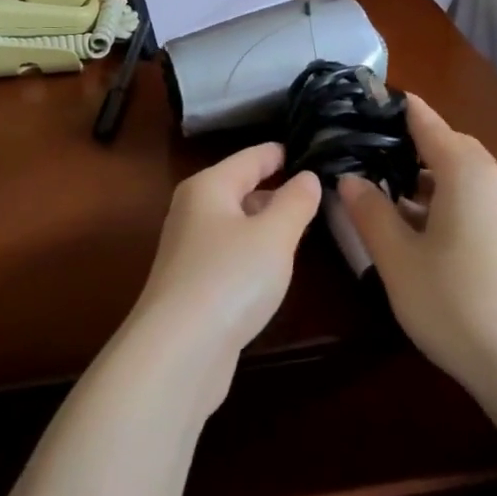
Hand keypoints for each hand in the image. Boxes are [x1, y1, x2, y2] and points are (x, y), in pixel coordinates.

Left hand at [129, 143, 320, 383]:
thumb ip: (295, 202)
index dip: (279, 152)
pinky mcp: (195, 284)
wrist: (179, 350)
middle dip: (275, 187)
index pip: (250, 157)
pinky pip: (232, 252)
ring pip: (236, 222)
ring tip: (304, 221)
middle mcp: (193, 211)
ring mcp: (190, 250)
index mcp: (208, 187)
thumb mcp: (274, 235)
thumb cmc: (230, 278)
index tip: (309, 145)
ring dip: (266, 221)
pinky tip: (275, 263)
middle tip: (317, 186)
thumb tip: (307, 177)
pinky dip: (255, 250)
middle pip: (239, 188)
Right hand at [337, 97, 496, 391]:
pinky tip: (420, 228)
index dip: (397, 108)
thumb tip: (350, 179)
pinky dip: (444, 201)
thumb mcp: (397, 258)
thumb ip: (370, 212)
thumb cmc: (454, 302)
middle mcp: (496, 182)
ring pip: (463, 178)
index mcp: (467, 173)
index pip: (427, 122)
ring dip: (426, 178)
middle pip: (449, 147)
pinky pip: (476, 202)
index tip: (364, 100)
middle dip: (409, 144)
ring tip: (385, 191)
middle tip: (366, 150)